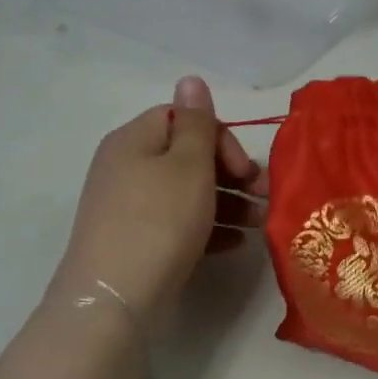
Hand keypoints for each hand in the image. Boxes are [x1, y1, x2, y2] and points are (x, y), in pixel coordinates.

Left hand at [46, 76, 265, 328]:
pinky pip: (178, 224)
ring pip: (187, 193)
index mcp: (134, 141)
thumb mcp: (187, 165)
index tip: (244, 168)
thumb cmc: (159, 221)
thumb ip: (196, 122)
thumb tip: (190, 79)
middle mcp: (127, 168)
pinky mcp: (137, 241)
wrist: (115, 299)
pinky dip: (208, 228)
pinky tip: (236, 244)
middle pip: (187, 156)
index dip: (219, 137)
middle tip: (263, 195)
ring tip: (260, 223)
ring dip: (228, 202)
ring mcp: (130, 208)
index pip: (182, 119)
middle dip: (230, 173)